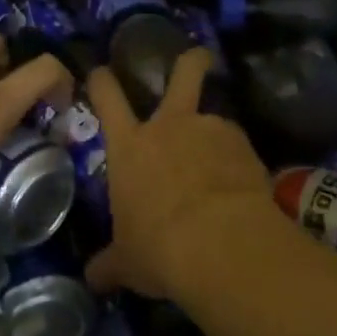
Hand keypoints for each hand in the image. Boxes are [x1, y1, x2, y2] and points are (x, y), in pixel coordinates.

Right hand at [84, 49, 276, 299]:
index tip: (101, 71)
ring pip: (215, 117)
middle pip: (182, 74)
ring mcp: (209, 130)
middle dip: (191, 61)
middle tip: (199, 56)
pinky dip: (239, 161)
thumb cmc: (158, 248)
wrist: (219, 244)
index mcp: (130, 146)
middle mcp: (169, 126)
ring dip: (217, 135)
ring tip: (225, 165)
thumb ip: (110, 264)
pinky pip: (238, 147)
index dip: (102, 80)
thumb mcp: (127, 262)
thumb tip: (92, 279)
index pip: (107, 97)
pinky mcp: (243, 146)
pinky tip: (243, 188)